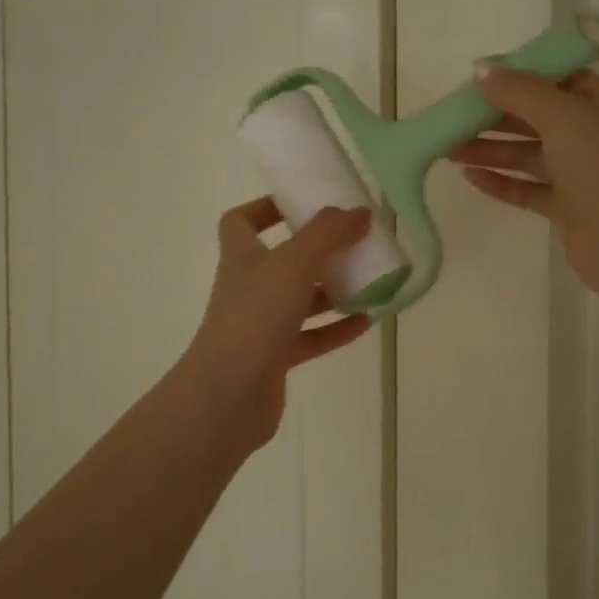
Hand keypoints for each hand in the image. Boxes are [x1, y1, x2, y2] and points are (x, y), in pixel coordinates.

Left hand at [179, 198, 374, 452]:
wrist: (228, 395)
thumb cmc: (255, 317)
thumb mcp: (294, 264)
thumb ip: (328, 235)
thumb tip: (359, 211)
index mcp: (242, 257)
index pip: (241, 222)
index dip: (266, 208)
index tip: (301, 203)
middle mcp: (249, 288)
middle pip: (281, 261)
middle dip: (317, 251)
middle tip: (353, 241)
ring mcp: (261, 325)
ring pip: (300, 300)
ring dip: (332, 290)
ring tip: (370, 280)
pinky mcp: (276, 358)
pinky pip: (312, 337)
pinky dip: (337, 329)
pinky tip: (367, 322)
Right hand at [452, 65, 598, 308]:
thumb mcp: (560, 115)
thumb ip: (519, 91)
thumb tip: (481, 69)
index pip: (559, 80)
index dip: (521, 77)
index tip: (483, 79)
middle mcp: (591, 137)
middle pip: (536, 119)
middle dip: (495, 118)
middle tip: (454, 117)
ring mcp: (579, 175)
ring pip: (527, 155)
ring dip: (491, 150)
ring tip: (449, 149)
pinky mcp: (566, 208)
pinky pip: (527, 189)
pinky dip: (501, 182)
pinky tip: (470, 177)